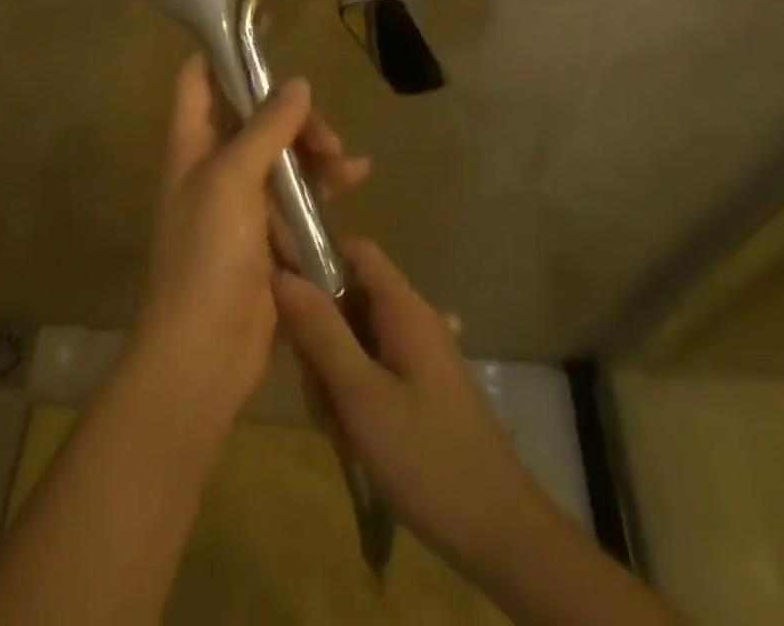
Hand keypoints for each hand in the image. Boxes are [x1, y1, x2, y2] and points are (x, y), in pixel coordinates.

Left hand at [132, 55, 369, 423]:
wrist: (203, 356)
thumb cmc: (206, 257)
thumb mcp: (231, 181)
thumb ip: (265, 128)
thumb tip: (297, 82)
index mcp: (192, 145)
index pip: (198, 80)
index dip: (223, 55)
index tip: (265, 42)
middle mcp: (215, 166)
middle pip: (253, 116)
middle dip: (292, 115)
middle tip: (324, 134)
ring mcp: (243, 201)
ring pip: (283, 155)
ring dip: (315, 150)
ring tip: (345, 163)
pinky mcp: (269, 234)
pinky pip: (299, 195)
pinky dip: (325, 184)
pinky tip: (356, 179)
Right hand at [272, 239, 545, 584]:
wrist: (501, 534)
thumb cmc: (427, 456)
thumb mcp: (361, 395)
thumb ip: (320, 331)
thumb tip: (281, 273)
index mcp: (403, 307)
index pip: (354, 250)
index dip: (317, 259)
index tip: (285, 298)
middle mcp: (412, 320)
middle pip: (348, 299)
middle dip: (320, 338)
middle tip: (318, 391)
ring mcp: (419, 356)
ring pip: (355, 341)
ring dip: (335, 377)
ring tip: (339, 429)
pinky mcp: (421, 390)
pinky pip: (373, 372)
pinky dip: (355, 397)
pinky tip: (355, 440)